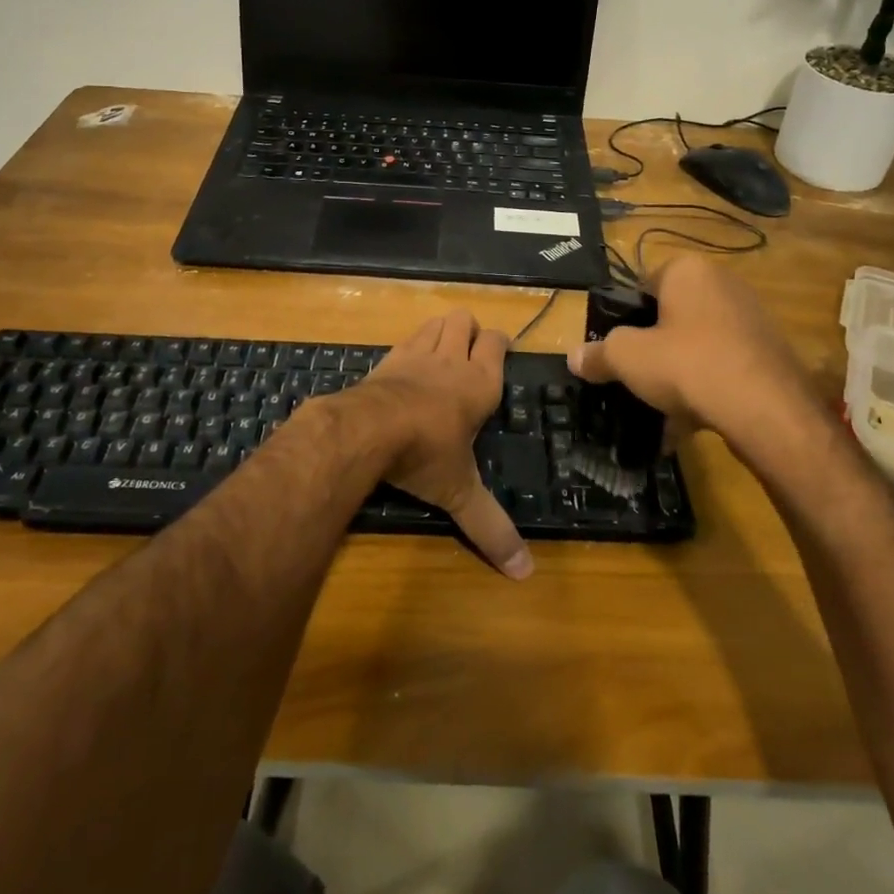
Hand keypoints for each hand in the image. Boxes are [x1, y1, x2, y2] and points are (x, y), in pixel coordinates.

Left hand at [336, 311, 532, 579]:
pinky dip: (411, 345)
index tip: (501, 352)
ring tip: (442, 353)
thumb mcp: (460, 493)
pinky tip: (407, 367)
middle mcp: (451, 360)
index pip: (496, 342)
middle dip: (469, 331)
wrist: (369, 429)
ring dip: (441, 330)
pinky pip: (405, 339)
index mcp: (479, 383)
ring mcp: (416, 354)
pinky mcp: (386, 359)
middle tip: (469, 354)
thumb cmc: (426, 454)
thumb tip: (525, 573)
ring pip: (435, 322)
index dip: (499, 343)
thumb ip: (491, 527)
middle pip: (464, 320)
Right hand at [566, 257, 822, 459]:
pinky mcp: (770, 353)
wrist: (765, 409)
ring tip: (662, 409)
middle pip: (672, 315)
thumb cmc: (686, 364)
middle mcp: (723, 283)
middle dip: (654, 348)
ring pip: (699, 345)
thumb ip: (597, 354)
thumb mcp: (627, 358)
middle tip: (637, 378)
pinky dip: (707, 389)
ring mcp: (751, 318)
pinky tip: (692, 423)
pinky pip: (724, 367)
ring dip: (679, 373)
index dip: (625, 317)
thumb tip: (575, 357)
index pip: (643, 284)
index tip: (616, 349)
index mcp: (687, 270)